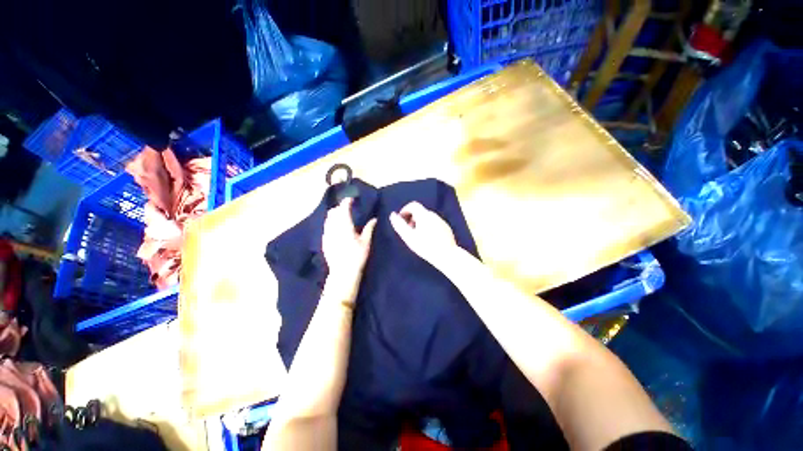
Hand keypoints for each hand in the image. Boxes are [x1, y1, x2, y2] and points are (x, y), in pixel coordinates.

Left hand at [322, 198, 376, 287]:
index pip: (343, 209)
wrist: (343, 272)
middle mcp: (334, 228)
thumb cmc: (357, 256)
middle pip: (333, 212)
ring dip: (334, 215)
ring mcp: (327, 234)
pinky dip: (330, 223)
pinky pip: (326, 227)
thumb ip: (369, 228)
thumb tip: (374, 219)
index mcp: (345, 226)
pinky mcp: (324, 241)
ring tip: (341, 216)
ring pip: (328, 219)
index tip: (351, 199)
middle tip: (347, 208)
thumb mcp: (366, 242)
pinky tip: (336, 228)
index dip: (346, 202)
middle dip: (339, 207)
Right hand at [389, 202, 457, 266]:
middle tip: (408, 231)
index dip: (405, 210)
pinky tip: (428, 239)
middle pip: (420, 211)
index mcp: (424, 215)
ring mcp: (441, 221)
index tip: (401, 220)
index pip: (413, 204)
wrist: (447, 256)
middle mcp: (434, 215)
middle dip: (411, 218)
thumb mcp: (409, 237)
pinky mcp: (446, 228)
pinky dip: (428, 227)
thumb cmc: (426, 246)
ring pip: (427, 218)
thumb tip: (393, 215)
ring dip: (419, 223)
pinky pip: (434, 223)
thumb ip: (400, 225)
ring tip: (417, 236)